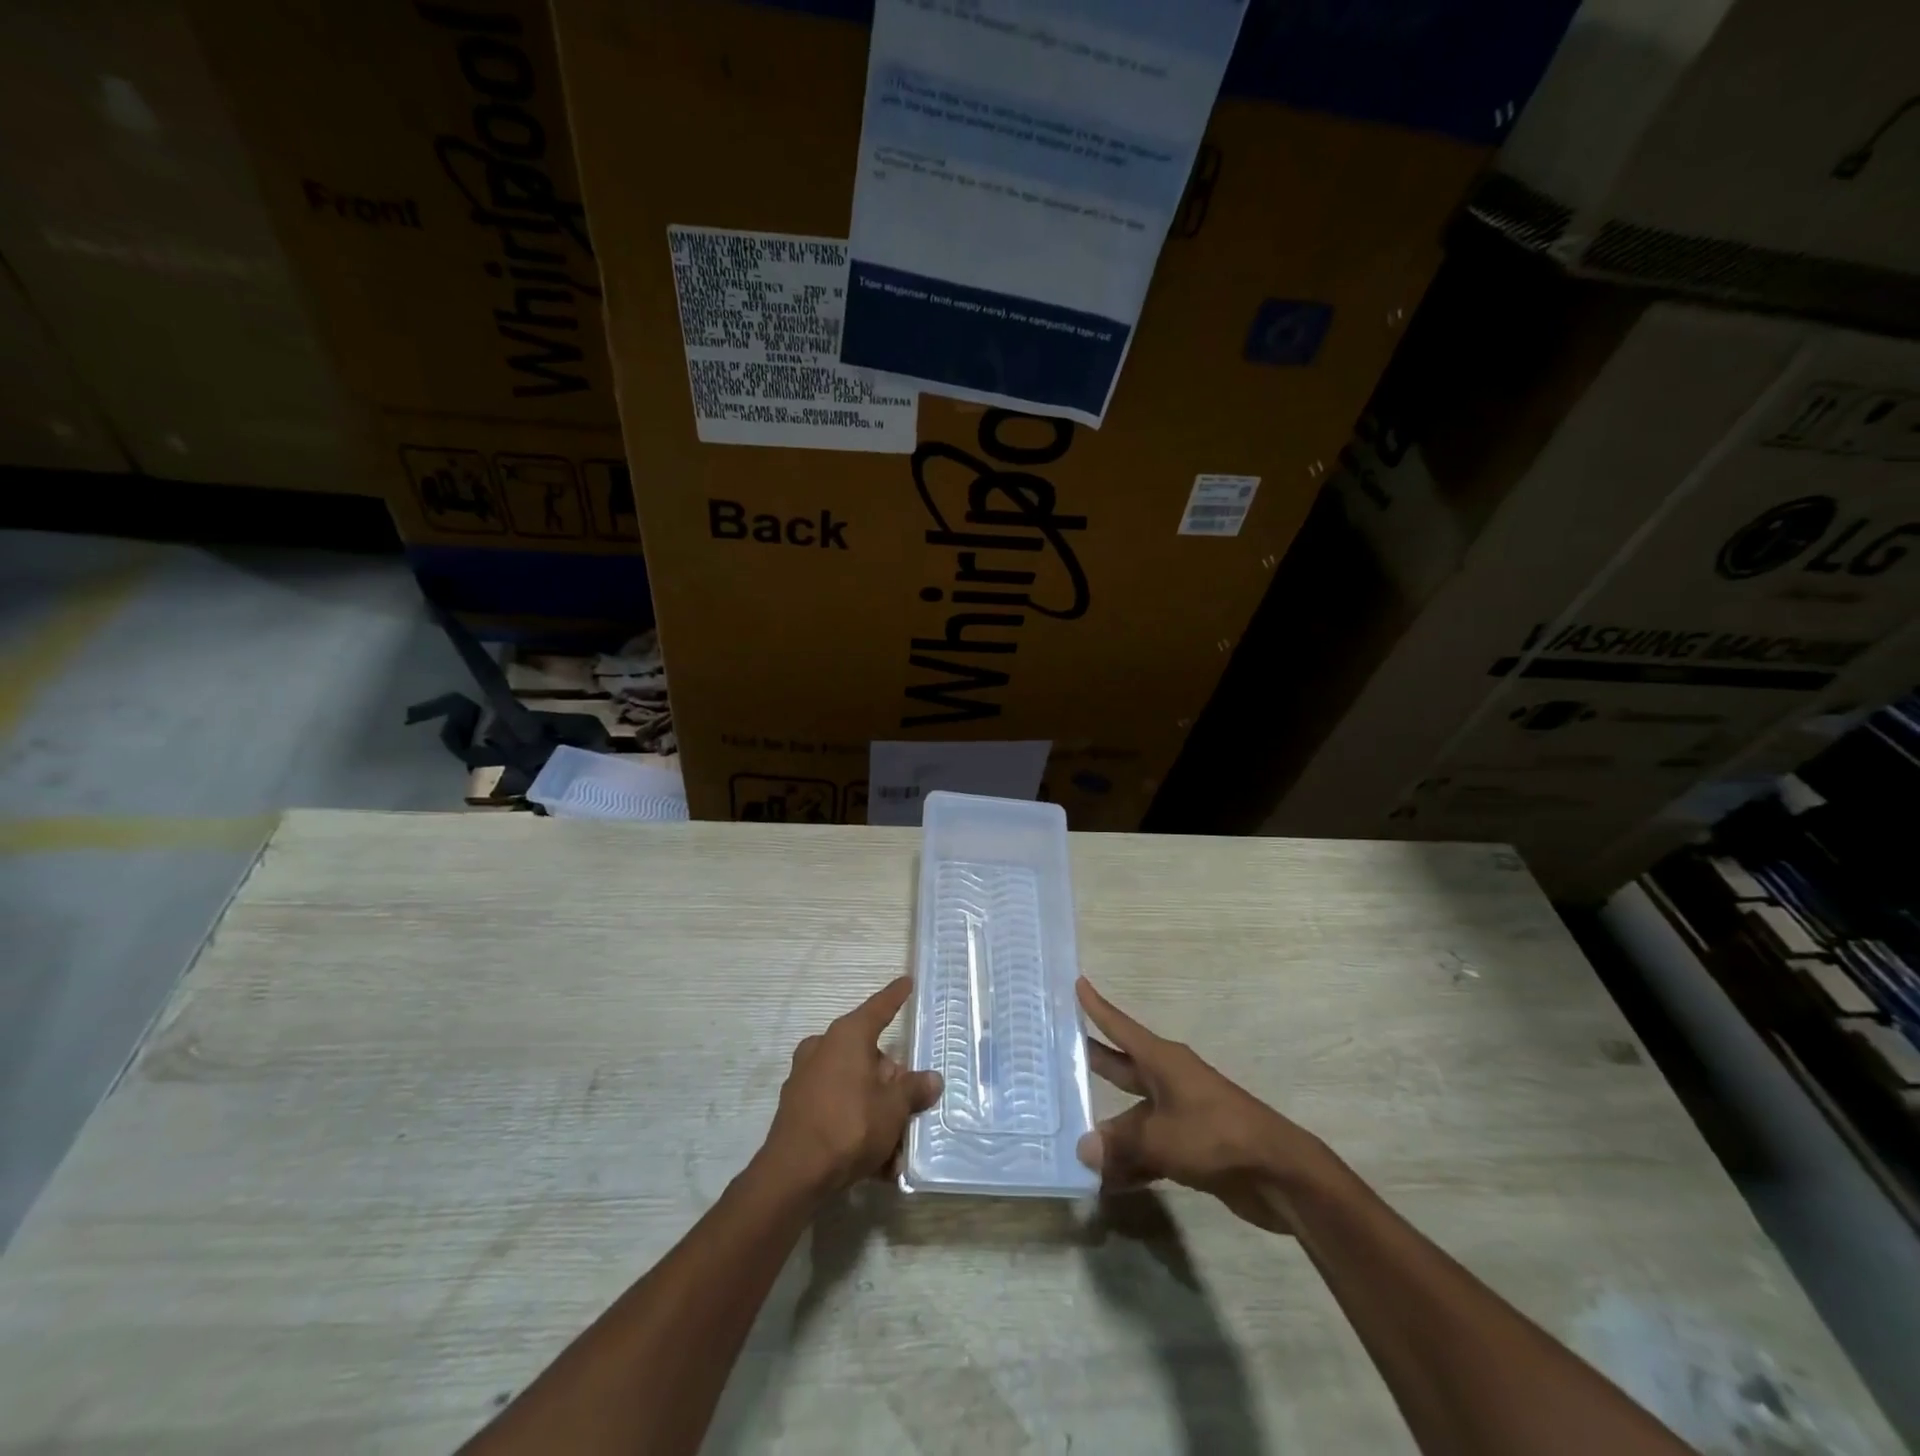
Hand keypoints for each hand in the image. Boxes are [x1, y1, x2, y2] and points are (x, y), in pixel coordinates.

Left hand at [759, 977, 941, 1198]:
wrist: (793, 1175)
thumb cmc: (850, 1125)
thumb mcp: (893, 1108)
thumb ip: (914, 1090)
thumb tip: (932, 1079)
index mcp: (847, 1036)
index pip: (879, 1009)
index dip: (895, 996)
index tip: (906, 981)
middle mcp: (824, 1048)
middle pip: (869, 1056)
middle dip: (891, 1082)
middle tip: (910, 1107)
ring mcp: (806, 1078)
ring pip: (854, 1087)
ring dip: (876, 1111)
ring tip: (897, 1148)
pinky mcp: (798, 1109)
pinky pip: (838, 1109)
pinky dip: (857, 1127)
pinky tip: (877, 1163)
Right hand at [1075, 977, 1327, 1232]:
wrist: (1278, 1174)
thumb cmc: (1216, 1136)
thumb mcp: (1161, 1138)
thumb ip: (1120, 1144)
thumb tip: (1083, 1148)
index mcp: (1163, 1061)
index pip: (1120, 1027)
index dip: (1097, 1007)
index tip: (1077, 983)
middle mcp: (1168, 1080)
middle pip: (1122, 1066)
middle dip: (1093, 1059)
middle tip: (1057, 1050)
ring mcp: (1180, 1114)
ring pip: (1133, 1115)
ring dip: (1108, 1128)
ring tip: (1070, 1136)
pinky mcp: (1190, 1147)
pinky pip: (1148, 1147)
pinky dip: (1129, 1161)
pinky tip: (1105, 1180)